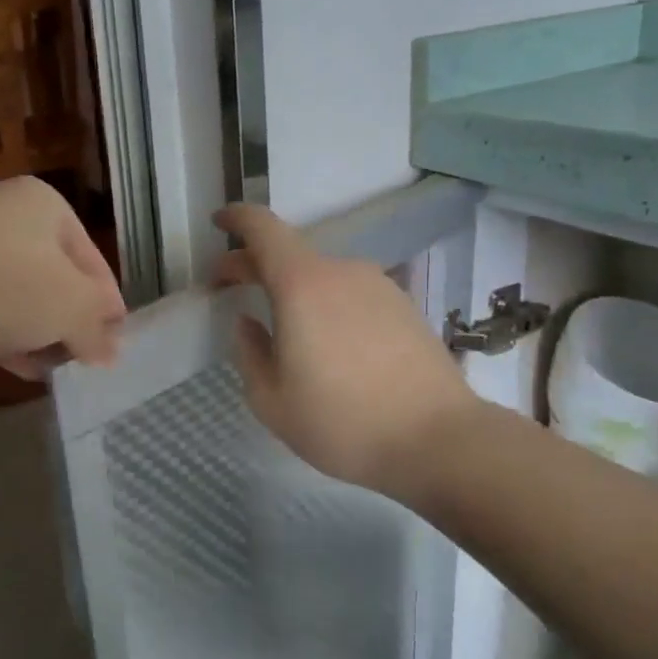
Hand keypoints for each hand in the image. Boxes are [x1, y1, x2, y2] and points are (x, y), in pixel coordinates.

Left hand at [0, 177, 125, 379]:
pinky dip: (3, 334)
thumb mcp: (72, 307)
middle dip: (70, 321)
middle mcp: (7, 216)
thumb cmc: (10, 280)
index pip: (94, 260)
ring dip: (38, 332)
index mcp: (48, 207)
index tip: (116, 343)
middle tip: (85, 359)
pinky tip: (18, 366)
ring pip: (17, 294)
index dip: (109, 305)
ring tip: (53, 369)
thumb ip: (96, 329)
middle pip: (54, 277)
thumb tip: (111, 352)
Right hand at [213, 203, 478, 501]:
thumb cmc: (342, 422)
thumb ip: (249, 353)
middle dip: (254, 265)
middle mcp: (342, 272)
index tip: (218, 223)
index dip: (236, 218)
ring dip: (293, 290)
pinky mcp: (405, 307)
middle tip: (230, 289)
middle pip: (289, 253)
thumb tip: (247, 324)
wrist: (439, 440)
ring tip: (285, 330)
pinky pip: (351, 294)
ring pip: (322, 277)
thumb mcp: (272, 401)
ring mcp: (379, 286)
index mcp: (302, 284)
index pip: (262, 228)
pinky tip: (330, 346)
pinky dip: (327, 305)